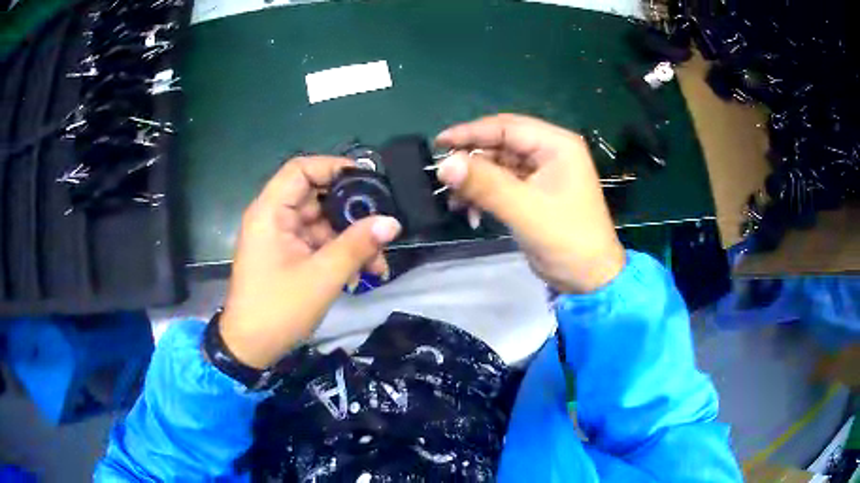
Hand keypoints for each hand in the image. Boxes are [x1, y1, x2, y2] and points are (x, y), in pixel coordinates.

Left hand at [220, 156, 401, 368]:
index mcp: (270, 212)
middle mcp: (273, 218)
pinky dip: (338, 255)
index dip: (333, 167)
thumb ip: (357, 245)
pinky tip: (360, 275)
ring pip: (322, 225)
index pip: (301, 169)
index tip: (367, 179)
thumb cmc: (278, 309)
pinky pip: (317, 244)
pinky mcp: (287, 256)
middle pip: (317, 198)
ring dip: (350, 241)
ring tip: (377, 265)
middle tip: (381, 230)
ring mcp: (280, 238)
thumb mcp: (322, 277)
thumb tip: (392, 222)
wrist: (251, 348)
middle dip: (351, 215)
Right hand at [435, 114, 624, 293]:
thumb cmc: (567, 240)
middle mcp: (550, 152)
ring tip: (454, 200)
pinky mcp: (534, 192)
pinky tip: (470, 212)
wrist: (589, 279)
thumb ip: (485, 184)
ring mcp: (542, 172)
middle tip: (443, 174)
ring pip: (498, 164)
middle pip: (501, 143)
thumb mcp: (525, 210)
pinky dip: (484, 195)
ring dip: (475, 180)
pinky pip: (502, 183)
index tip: (438, 142)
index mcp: (557, 145)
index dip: (470, 132)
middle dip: (471, 159)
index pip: (507, 127)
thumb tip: (444, 165)